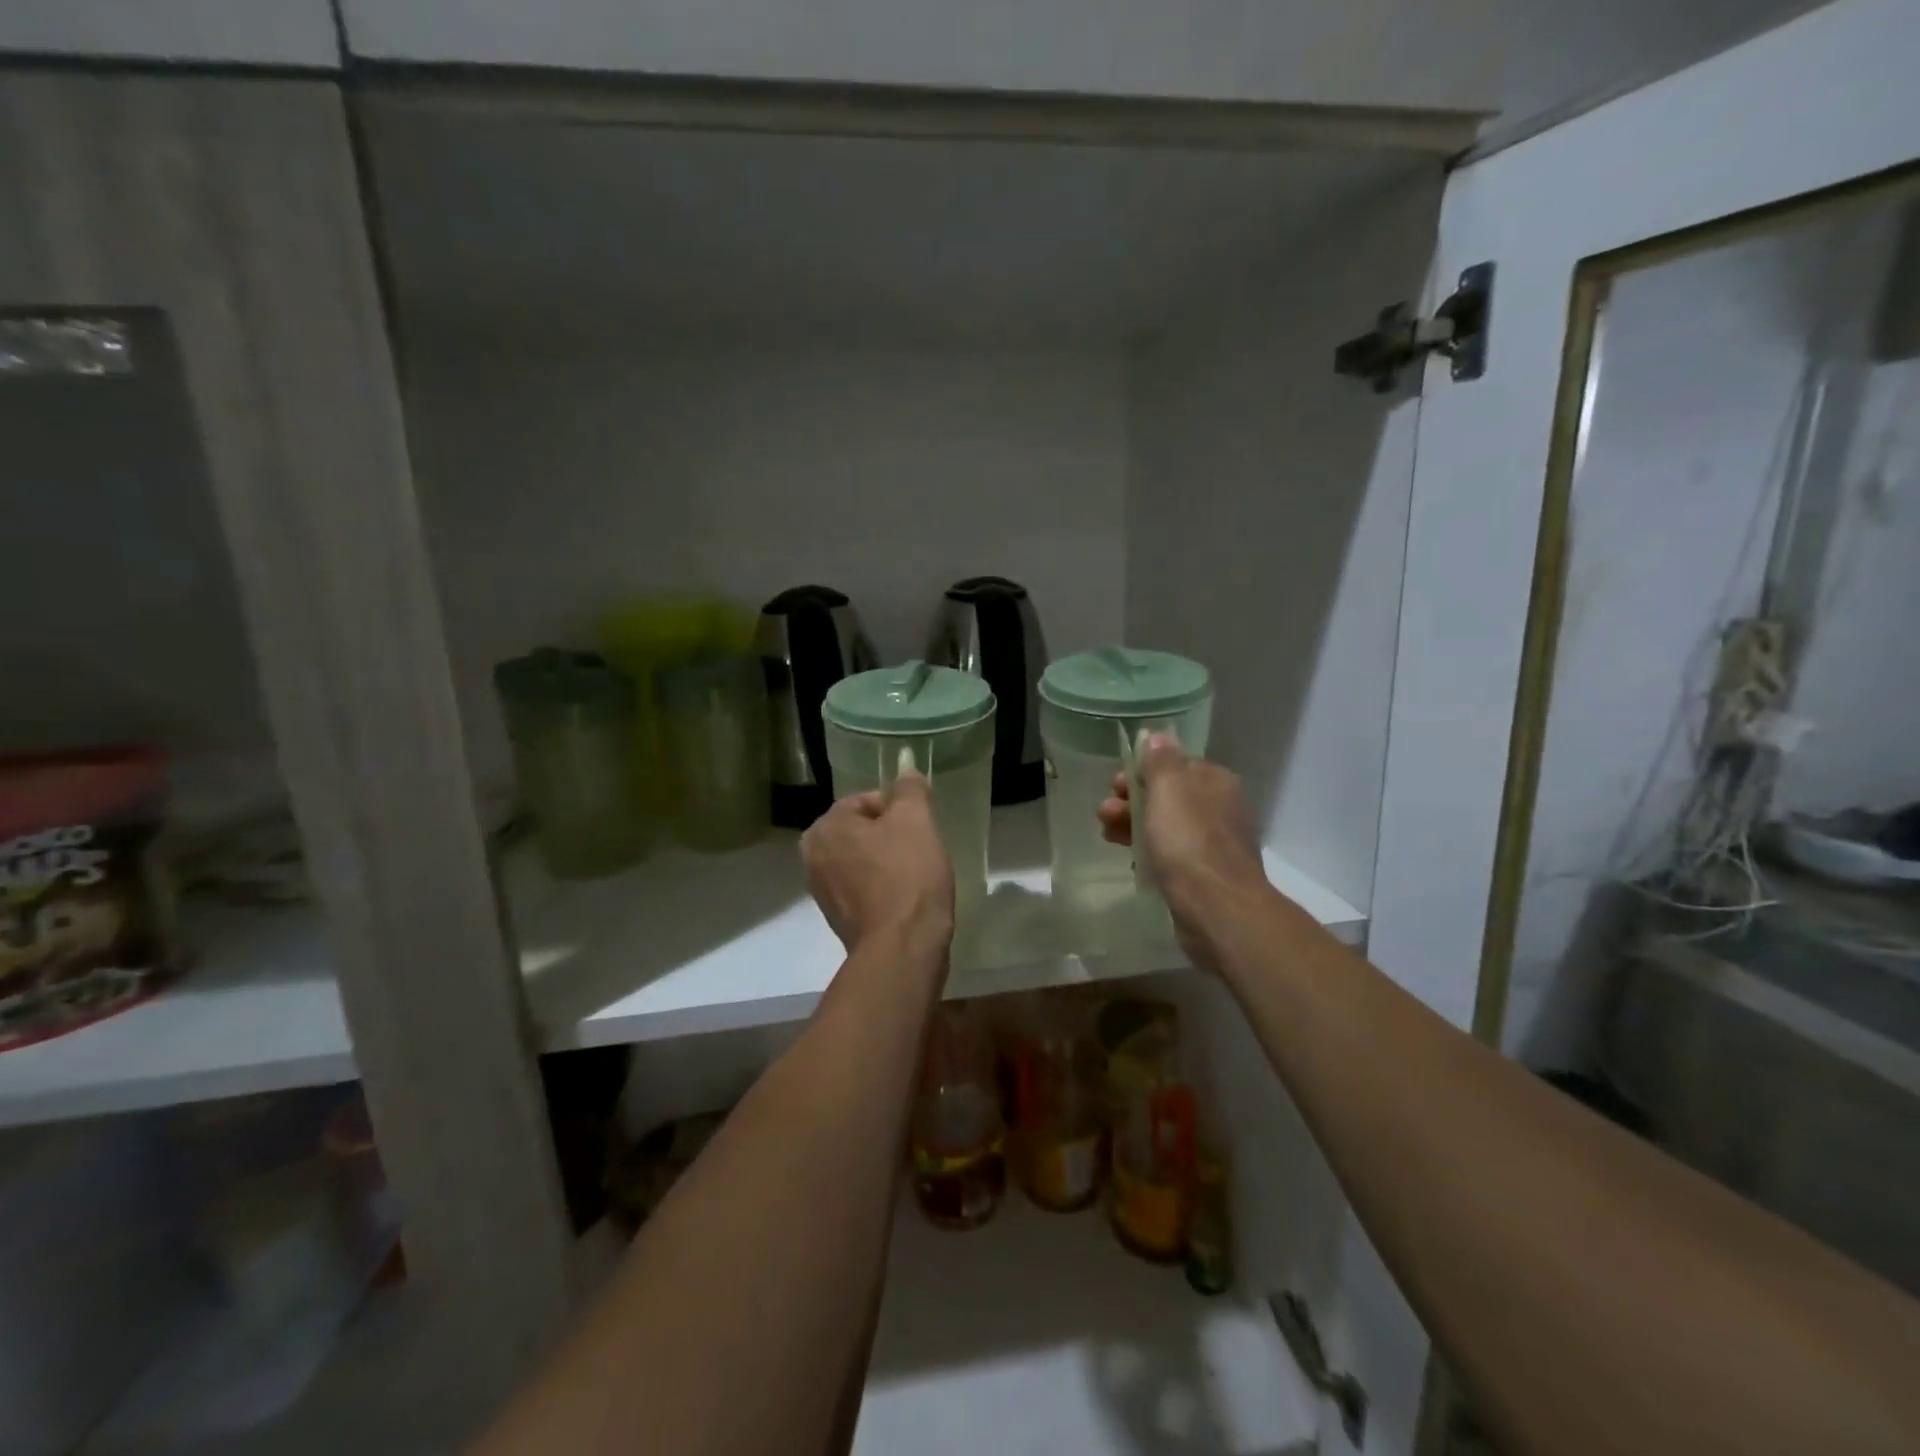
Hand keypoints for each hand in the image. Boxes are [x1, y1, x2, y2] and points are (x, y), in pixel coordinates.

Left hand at [802, 773, 954, 953]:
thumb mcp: (916, 820)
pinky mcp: (837, 919)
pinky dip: (882, 888)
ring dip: (887, 862)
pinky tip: (905, 898)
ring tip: (916, 876)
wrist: (903, 948)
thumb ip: (909, 787)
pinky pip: (863, 888)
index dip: (900, 810)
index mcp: (825, 826)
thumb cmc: (908, 875)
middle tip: (920, 851)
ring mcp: (822, 891)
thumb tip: (903, 761)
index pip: (867, 801)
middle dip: (891, 836)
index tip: (921, 829)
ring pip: (863, 860)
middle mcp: (812, 856)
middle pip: (863, 830)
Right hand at [1097, 736, 1267, 933]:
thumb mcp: (1168, 789)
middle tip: (1105, 812)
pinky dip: (1148, 851)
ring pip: (1166, 825)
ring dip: (1133, 825)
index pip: (1175, 765)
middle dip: (1132, 800)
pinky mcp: (1204, 874)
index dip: (1142, 772)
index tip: (1116, 785)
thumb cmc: (1189, 840)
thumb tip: (1158, 735)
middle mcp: (1219, 808)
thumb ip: (1160, 760)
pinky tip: (1130, 859)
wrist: (1217, 907)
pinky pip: (1170, 854)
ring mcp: (1213, 843)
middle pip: (1168, 796)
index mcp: (1215, 781)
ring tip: (1107, 834)